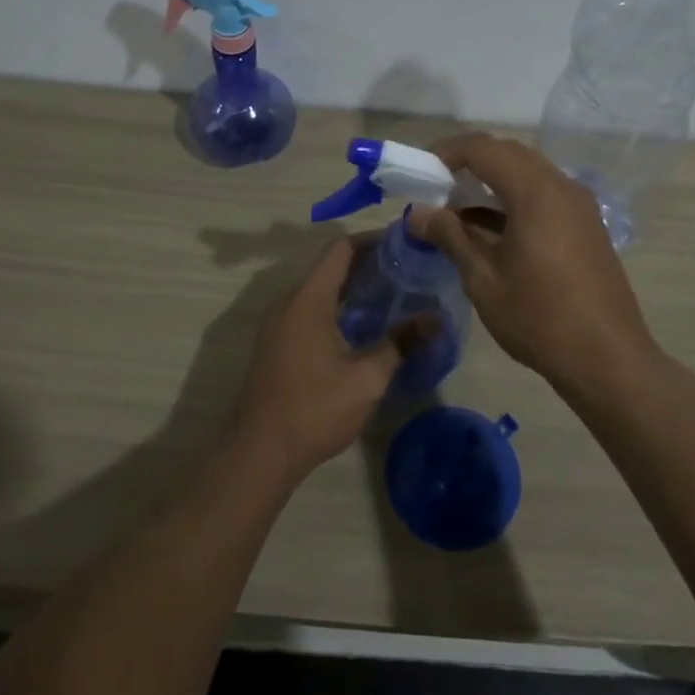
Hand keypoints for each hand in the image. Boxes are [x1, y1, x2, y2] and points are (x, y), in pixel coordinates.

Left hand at [230, 237, 400, 482]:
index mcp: (308, 299)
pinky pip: (309, 311)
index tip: (404, 245)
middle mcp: (289, 302)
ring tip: (391, 299)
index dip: (372, 241)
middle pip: (330, 268)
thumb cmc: (314, 408)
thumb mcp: (367, 378)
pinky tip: (362, 330)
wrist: (259, 453)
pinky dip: (337, 309)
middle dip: (368, 266)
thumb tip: (435, 320)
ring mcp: (278, 324)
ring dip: (352, 290)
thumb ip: (400, 343)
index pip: (340, 249)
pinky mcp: (276, 345)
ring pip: (319, 291)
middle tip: (407, 274)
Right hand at [408, 134, 657, 390]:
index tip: (421, 172)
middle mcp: (561, 186)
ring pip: (528, 174)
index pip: (484, 148)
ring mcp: (579, 206)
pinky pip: (544, 195)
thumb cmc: (539, 317)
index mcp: (535, 192)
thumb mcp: (483, 279)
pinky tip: (490, 232)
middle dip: (469, 164)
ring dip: (492, 183)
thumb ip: (450, 236)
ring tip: (457, 213)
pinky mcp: (586, 226)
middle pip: (509, 154)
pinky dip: (513, 201)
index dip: (447, 152)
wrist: (607, 358)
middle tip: (437, 188)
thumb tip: (416, 212)